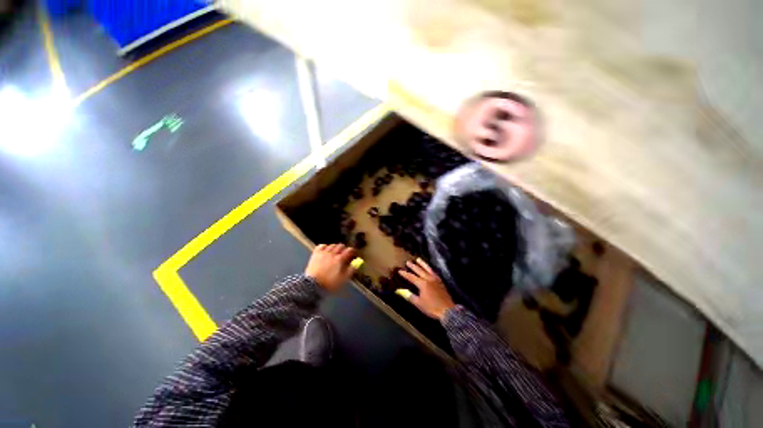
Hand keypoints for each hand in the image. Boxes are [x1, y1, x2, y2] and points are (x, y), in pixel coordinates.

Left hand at [305, 244, 356, 291]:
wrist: (312, 285)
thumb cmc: (329, 283)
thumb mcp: (343, 279)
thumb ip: (351, 270)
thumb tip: (357, 264)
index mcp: (340, 259)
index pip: (349, 250)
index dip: (352, 251)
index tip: (353, 253)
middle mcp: (332, 254)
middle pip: (340, 246)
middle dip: (344, 248)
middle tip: (345, 252)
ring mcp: (323, 253)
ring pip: (332, 245)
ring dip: (335, 247)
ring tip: (336, 251)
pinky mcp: (316, 254)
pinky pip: (321, 246)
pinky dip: (325, 246)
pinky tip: (326, 249)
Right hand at [397, 258, 455, 320]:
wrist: (448, 311)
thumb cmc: (432, 308)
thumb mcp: (419, 303)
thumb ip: (409, 296)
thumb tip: (400, 291)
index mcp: (422, 284)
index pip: (411, 277)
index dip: (405, 274)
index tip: (399, 270)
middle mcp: (429, 279)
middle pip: (419, 270)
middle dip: (413, 266)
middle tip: (408, 262)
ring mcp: (435, 279)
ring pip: (428, 269)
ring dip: (422, 264)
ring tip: (418, 259)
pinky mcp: (441, 282)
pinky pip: (434, 272)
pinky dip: (430, 269)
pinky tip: (429, 268)